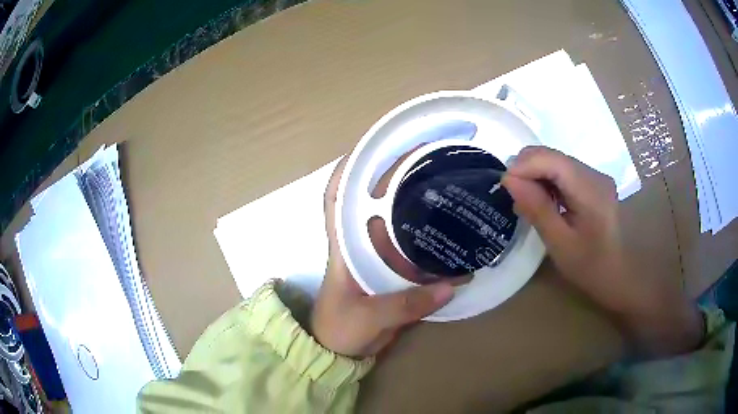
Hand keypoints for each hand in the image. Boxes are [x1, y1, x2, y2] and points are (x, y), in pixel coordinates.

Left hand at [310, 157, 454, 358]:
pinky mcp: (390, 273)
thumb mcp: (368, 317)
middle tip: (423, 159)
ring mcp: (375, 258)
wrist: (340, 352)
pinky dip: (426, 239)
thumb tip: (451, 285)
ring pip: (392, 222)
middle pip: (371, 201)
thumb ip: (406, 304)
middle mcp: (358, 245)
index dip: (347, 171)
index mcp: (343, 247)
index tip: (369, 148)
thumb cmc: (340, 330)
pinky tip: (450, 232)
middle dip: (391, 177)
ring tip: (441, 185)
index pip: (335, 198)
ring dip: (411, 203)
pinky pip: (409, 248)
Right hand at [502, 146, 702, 356]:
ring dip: (536, 176)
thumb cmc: (591, 268)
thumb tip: (509, 179)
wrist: (621, 277)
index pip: (551, 159)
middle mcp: (594, 174)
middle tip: (514, 197)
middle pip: (552, 155)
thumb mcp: (560, 244)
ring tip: (527, 203)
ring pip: (556, 161)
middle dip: (527, 169)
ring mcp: (596, 177)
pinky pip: (564, 172)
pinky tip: (544, 202)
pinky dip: (548, 182)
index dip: (523, 166)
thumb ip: (537, 208)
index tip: (504, 187)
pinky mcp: (593, 183)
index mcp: (591, 189)